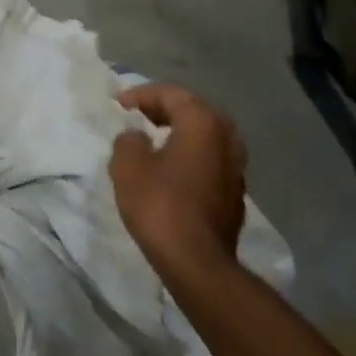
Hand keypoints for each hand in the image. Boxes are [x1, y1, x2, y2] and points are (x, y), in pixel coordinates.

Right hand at [110, 83, 247, 275]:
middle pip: (194, 110)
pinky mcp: (234, 192)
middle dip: (164, 109)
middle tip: (136, 115)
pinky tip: (171, 168)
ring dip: (179, 132)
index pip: (172, 94)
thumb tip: (138, 138)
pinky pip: (209, 159)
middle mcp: (227, 138)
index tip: (119, 104)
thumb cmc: (161, 206)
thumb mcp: (128, 167)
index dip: (142, 94)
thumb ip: (128, 141)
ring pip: (205, 136)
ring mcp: (236, 166)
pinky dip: (189, 154)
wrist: (197, 262)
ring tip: (153, 139)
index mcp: (203, 123)